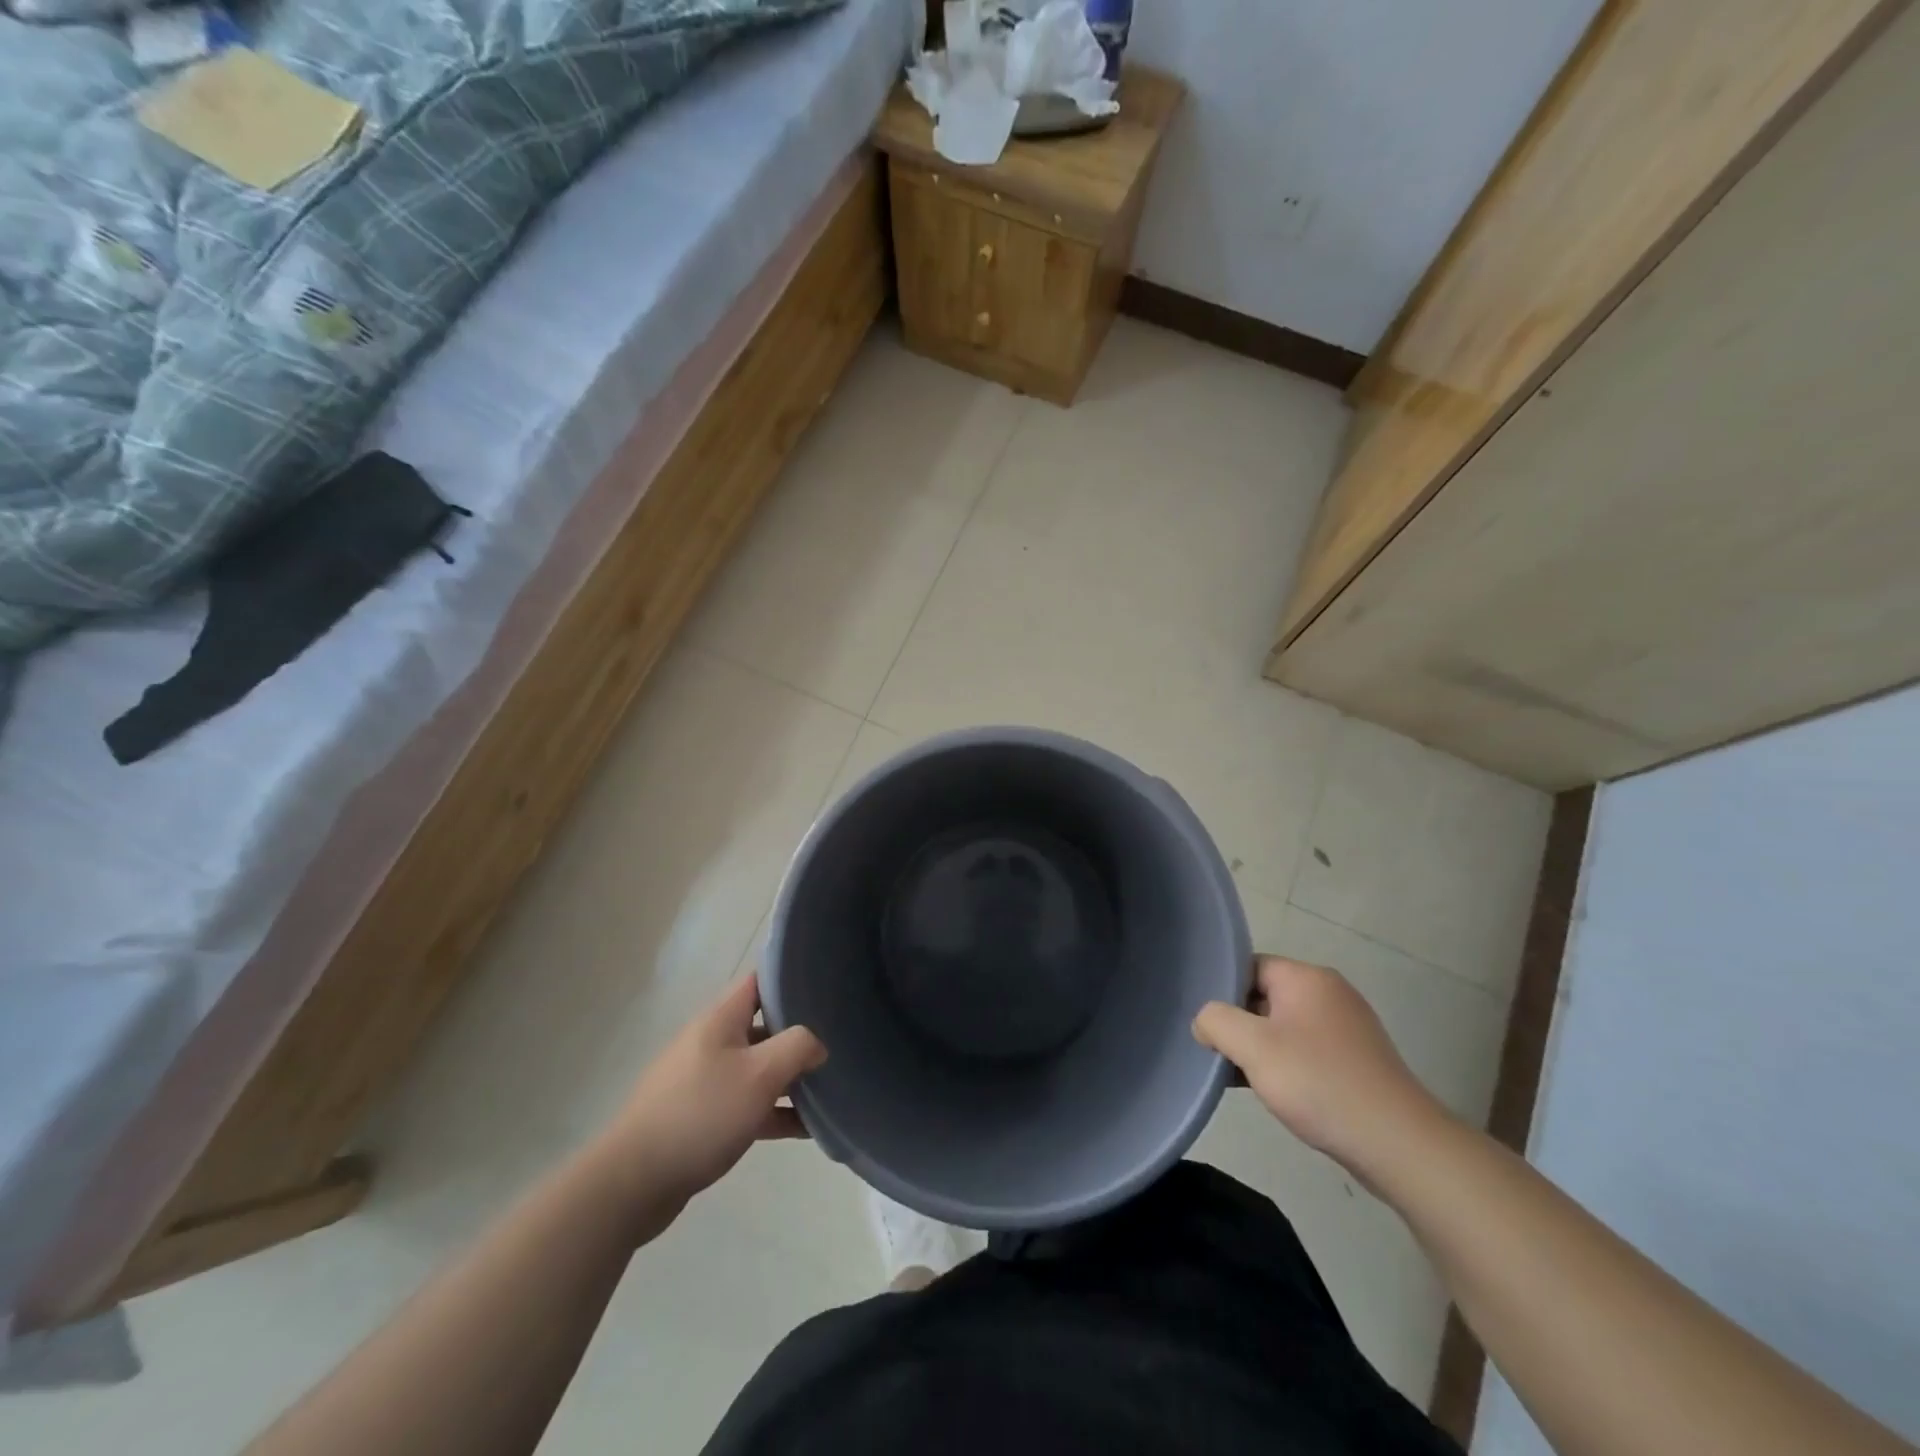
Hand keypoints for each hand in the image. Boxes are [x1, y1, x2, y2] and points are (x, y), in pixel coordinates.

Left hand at [588, 975, 826, 1230]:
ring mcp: (703, 1081)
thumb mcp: (760, 1074)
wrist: (634, 1182)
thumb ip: (797, 1048)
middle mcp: (711, 1042)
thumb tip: (817, 1045)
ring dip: (789, 1079)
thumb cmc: (702, 1113)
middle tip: (836, 1042)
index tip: (824, 985)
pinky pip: (746, 1105)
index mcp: (720, 1020)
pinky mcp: (701, 1118)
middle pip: (762, 1026)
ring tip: (829, 1088)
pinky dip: (774, 1112)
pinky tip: (805, 1129)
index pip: (758, 981)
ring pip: (757, 1069)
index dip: (789, 978)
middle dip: (797, 1034)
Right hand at [1193, 956, 1448, 1178]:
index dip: (1222, 992)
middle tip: (1217, 1053)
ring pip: (1284, 1025)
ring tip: (1239, 1077)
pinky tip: (1275, 1092)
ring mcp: (1348, 1026)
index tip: (1207, 1025)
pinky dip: (1286, 1064)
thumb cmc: (1319, 1083)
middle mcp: (1330, 992)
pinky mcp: (1358, 1059)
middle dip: (1239, 1023)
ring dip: (1260, 1048)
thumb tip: (1206, 1021)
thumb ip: (1216, 1021)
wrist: (1398, 1144)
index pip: (1249, 967)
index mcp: (1306, 978)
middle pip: (1265, 995)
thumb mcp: (1253, 1047)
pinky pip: (1307, 1048)